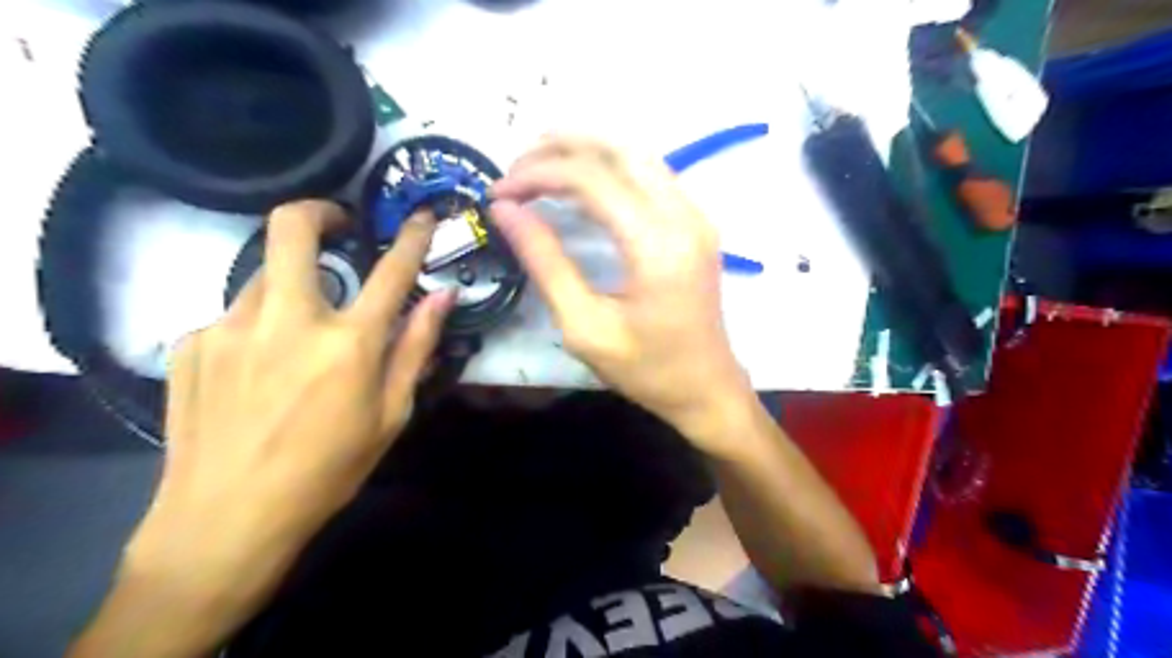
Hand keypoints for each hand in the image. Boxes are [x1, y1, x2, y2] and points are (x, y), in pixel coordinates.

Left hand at [120, 200, 449, 641]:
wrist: (225, 519)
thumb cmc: (328, 469)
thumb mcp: (390, 414)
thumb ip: (416, 348)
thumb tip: (441, 297)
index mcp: (347, 342)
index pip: (391, 270)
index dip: (412, 237)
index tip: (421, 216)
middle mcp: (287, 319)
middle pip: (291, 229)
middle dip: (318, 212)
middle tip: (336, 224)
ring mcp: (229, 326)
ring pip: (263, 276)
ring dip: (290, 287)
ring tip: (297, 334)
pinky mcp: (190, 343)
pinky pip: (235, 316)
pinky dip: (257, 327)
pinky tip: (256, 372)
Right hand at [491, 137, 750, 448]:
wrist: (707, 388)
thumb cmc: (647, 369)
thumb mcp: (585, 326)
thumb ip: (546, 262)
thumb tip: (506, 211)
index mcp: (657, 245)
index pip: (591, 178)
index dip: (537, 175)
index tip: (498, 194)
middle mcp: (684, 216)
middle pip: (618, 150)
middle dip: (559, 147)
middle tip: (515, 168)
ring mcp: (696, 215)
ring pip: (637, 154)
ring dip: (586, 150)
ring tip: (538, 164)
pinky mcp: (696, 222)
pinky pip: (650, 174)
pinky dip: (609, 167)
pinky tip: (579, 182)